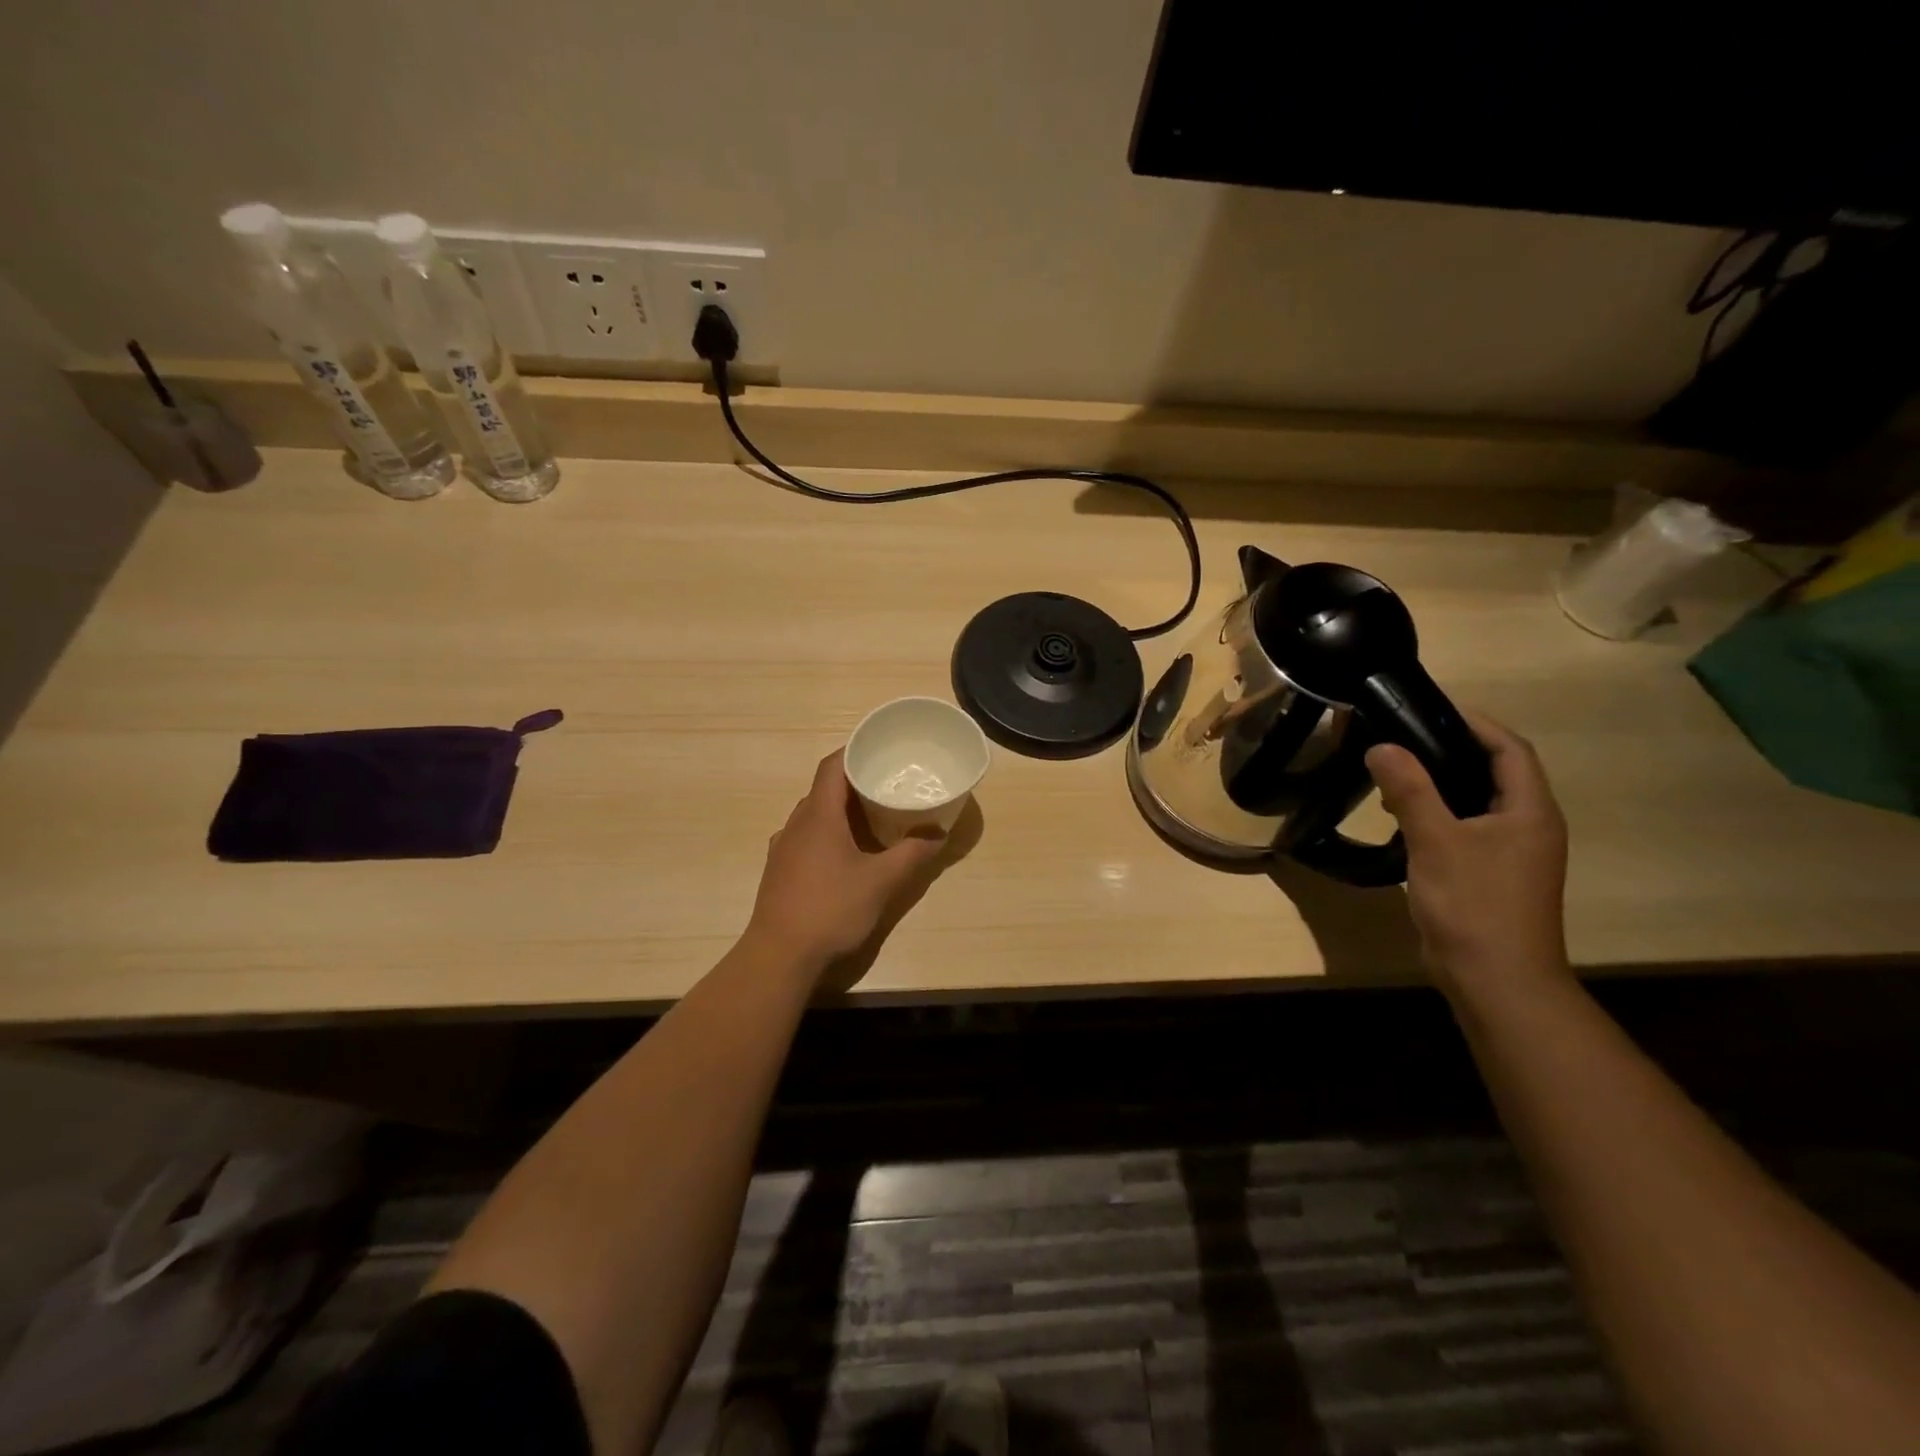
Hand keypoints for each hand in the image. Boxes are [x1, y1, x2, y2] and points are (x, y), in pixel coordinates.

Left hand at [744, 750, 946, 976]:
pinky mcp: (780, 870)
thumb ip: (912, 854)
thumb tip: (938, 834)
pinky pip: (807, 838)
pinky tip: (848, 855)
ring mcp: (783, 848)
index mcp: (818, 815)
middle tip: (888, 785)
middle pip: (824, 789)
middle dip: (855, 783)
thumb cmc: (830, 909)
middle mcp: (796, 824)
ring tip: (874, 818)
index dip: (854, 751)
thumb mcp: (881, 882)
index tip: (880, 750)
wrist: (779, 956)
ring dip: (842, 811)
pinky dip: (829, 834)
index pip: (832, 766)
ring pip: (814, 815)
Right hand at [1365, 712, 1569, 997]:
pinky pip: (1466, 826)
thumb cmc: (1474, 904)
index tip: (1427, 709)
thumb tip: (1381, 746)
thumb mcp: (1436, 841)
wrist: (1496, 980)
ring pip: (1478, 800)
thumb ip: (1410, 790)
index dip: (1474, 723)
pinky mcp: (1491, 873)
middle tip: (1401, 737)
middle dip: (1451, 749)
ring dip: (1441, 782)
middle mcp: (1529, 826)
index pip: (1509, 748)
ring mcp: (1512, 853)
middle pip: (1495, 770)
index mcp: (1530, 811)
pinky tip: (1403, 817)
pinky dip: (1438, 812)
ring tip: (1394, 773)